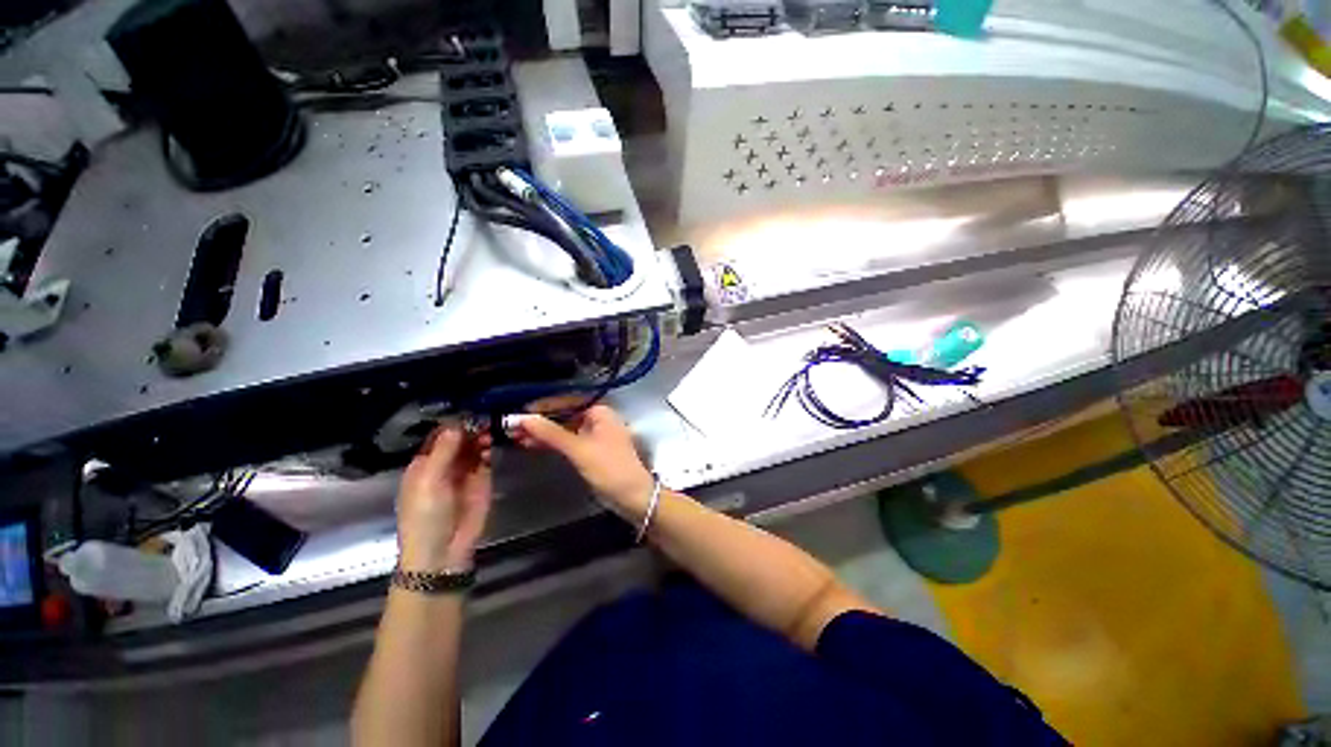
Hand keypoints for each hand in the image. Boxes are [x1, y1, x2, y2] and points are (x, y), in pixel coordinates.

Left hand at [396, 425, 492, 571]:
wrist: (443, 551)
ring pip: (474, 446)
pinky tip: (493, 443)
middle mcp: (445, 464)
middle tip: (485, 417)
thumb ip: (443, 453)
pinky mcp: (482, 480)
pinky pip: (487, 458)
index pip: (439, 436)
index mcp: (424, 464)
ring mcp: (465, 471)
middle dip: (471, 428)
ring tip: (491, 428)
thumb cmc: (425, 516)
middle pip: (459, 439)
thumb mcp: (428, 482)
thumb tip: (455, 425)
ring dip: (481, 436)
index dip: (453, 424)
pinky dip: (490, 449)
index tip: (469, 411)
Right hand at [514, 405, 654, 519]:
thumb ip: (551, 433)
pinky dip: (552, 443)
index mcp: (600, 412)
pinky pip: (567, 441)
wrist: (632, 496)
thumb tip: (524, 418)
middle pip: (565, 415)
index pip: (568, 401)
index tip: (520, 410)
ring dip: (543, 432)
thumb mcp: (579, 449)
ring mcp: (594, 435)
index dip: (544, 405)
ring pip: (564, 429)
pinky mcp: (590, 450)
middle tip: (513, 426)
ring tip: (516, 436)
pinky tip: (532, 444)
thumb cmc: (609, 468)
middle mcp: (598, 419)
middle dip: (541, 420)